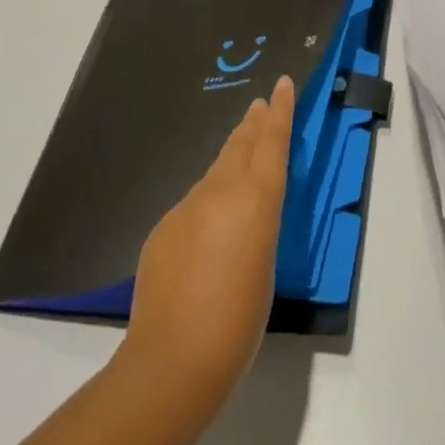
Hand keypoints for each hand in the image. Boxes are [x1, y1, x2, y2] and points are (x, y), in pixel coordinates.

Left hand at [121, 76, 295, 408]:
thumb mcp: (266, 263)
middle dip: (253, 123)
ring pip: (215, 171)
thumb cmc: (238, 321)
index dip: (279, 110)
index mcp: (256, 199)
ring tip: (241, 149)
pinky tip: (208, 224)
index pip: (271, 141)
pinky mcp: (164, 227)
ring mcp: (187, 207)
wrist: (172, 361)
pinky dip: (208, 199)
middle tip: (260, 105)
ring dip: (230, 157)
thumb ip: (257, 224)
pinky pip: (193, 202)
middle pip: (240, 145)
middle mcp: (220, 191)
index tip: (281, 83)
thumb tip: (243, 212)